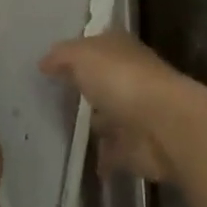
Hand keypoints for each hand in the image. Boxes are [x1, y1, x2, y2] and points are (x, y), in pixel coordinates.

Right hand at [40, 32, 206, 183]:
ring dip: (92, 123)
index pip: (94, 44)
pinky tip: (76, 162)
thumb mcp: (83, 56)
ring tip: (57, 131)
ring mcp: (133, 112)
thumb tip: (44, 62)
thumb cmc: (121, 79)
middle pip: (100, 79)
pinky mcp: (134, 148)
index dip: (75, 51)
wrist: (162, 126)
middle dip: (82, 87)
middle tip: (49, 99)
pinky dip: (99, 157)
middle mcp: (127, 75)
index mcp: (118, 46)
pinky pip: (111, 152)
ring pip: (106, 115)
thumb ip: (62, 57)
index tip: (51, 64)